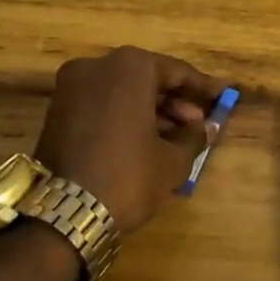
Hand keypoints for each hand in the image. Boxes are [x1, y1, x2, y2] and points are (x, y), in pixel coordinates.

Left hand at [33, 46, 224, 234]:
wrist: (64, 214)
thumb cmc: (128, 176)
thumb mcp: (172, 160)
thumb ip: (194, 137)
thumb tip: (208, 127)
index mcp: (129, 67)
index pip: (176, 72)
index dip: (202, 88)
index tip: (223, 96)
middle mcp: (97, 65)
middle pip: (147, 78)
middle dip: (174, 101)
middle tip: (197, 124)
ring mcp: (72, 86)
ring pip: (123, 91)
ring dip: (150, 110)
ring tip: (175, 138)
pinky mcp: (57, 110)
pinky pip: (102, 104)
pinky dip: (124, 116)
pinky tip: (144, 141)